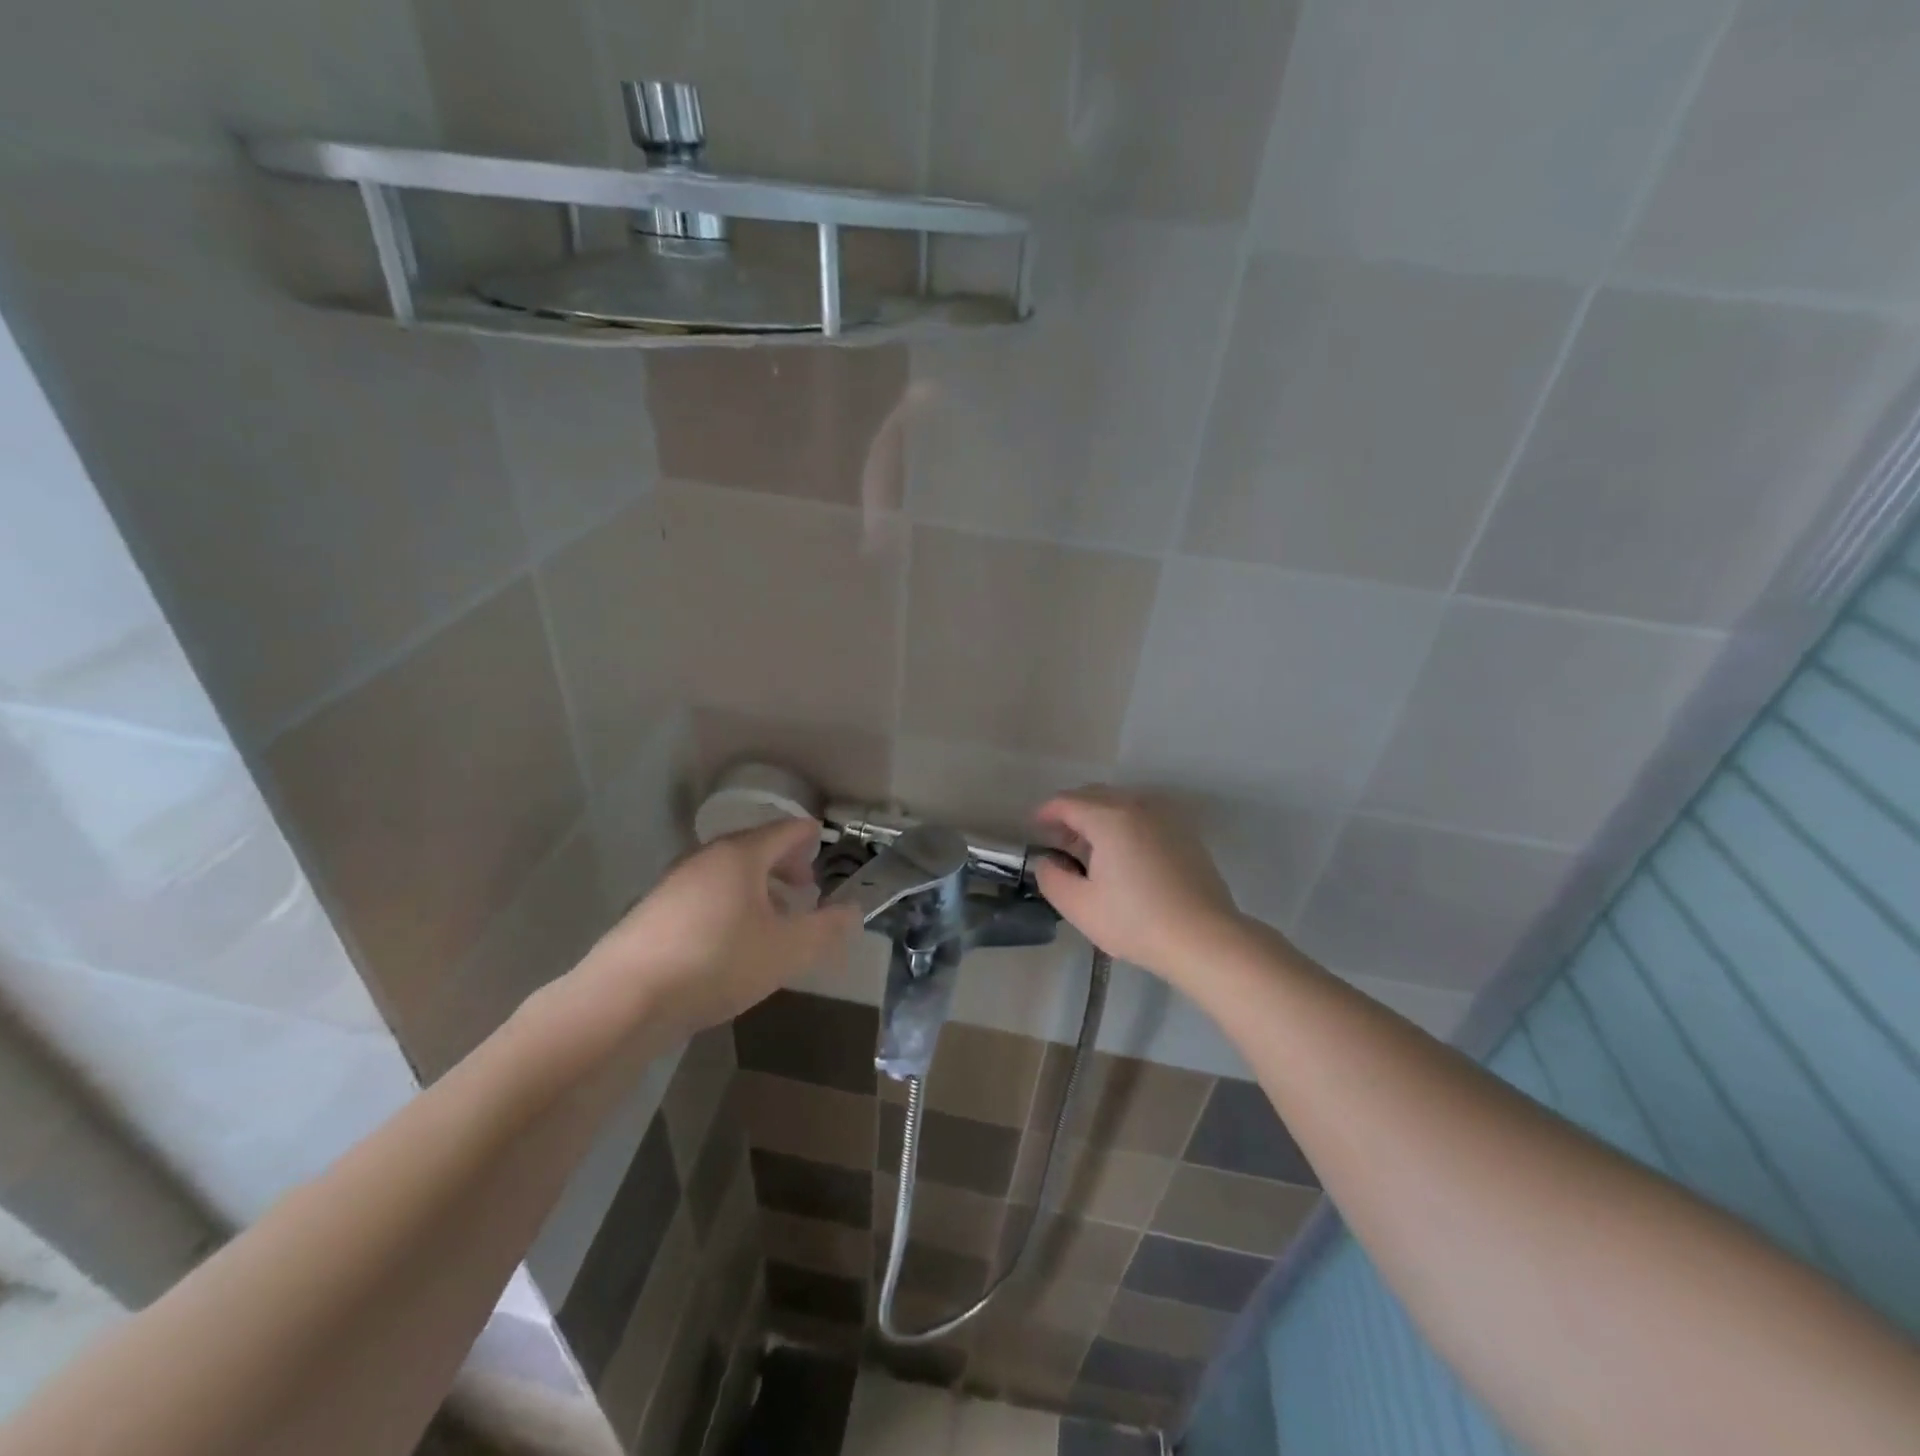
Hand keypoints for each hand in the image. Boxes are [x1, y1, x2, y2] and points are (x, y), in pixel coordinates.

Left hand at [578, 817, 859, 1036]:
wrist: (624, 999)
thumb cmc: (717, 962)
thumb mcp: (787, 950)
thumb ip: (826, 929)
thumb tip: (853, 912)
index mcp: (740, 855)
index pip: (783, 831)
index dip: (807, 835)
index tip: (821, 840)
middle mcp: (704, 859)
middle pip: (753, 848)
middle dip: (783, 863)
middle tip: (804, 886)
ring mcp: (673, 884)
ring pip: (726, 873)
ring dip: (755, 886)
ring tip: (772, 917)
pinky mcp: (652, 913)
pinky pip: (703, 895)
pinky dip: (727, 904)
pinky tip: (730, 940)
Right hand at [1031, 787, 1246, 981]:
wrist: (1204, 938)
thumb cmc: (1136, 921)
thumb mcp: (1079, 906)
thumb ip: (1052, 878)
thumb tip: (1049, 861)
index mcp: (1109, 817)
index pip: (1067, 802)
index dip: (1045, 813)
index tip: (1034, 828)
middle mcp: (1138, 806)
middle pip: (1094, 795)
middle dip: (1071, 812)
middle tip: (1059, 842)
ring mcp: (1166, 817)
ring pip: (1121, 803)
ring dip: (1099, 817)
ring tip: (1090, 850)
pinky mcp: (1184, 833)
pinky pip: (1143, 816)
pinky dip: (1124, 824)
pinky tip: (1123, 857)